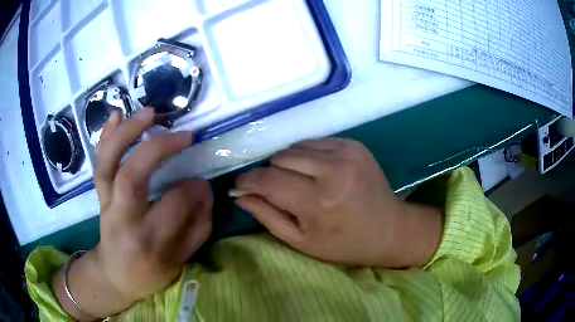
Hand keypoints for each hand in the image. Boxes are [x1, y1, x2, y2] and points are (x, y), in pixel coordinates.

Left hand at [52, 108, 212, 318]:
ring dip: (127, 132)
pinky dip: (106, 136)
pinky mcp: (99, 195)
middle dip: (158, 148)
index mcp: (148, 241)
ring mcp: (106, 204)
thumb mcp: (181, 259)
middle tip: (183, 134)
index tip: (203, 183)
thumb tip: (202, 187)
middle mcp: (123, 220)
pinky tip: (116, 115)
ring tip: (149, 112)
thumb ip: (197, 224)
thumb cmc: (151, 272)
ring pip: (109, 163)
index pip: (174, 204)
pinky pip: (99, 162)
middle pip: (131, 177)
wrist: (115, 276)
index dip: (194, 189)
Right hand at [235, 138, 441, 267]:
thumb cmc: (344, 244)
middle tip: (278, 190)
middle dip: (270, 174)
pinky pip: (316, 141)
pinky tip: (317, 171)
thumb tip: (240, 196)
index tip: (239, 185)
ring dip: (288, 163)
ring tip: (299, 182)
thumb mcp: (301, 241)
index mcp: (318, 201)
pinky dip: (308, 155)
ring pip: (296, 147)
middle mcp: (333, 170)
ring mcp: (347, 153)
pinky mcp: (355, 145)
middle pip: (280, 158)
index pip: (268, 181)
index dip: (248, 181)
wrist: (389, 230)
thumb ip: (268, 216)